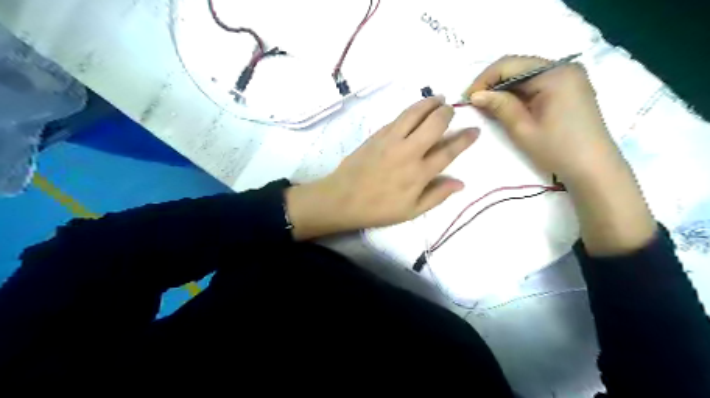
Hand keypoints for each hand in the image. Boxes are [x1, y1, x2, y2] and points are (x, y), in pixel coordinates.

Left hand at [285, 96, 479, 238]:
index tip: (475, 130)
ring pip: (415, 113)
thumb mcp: (411, 211)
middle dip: (447, 113)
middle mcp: (408, 151)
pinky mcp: (377, 135)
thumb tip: (461, 183)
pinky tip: (415, 110)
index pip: (449, 150)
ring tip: (438, 98)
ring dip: (429, 103)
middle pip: (434, 123)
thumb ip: (437, 196)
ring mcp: (391, 140)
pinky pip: (398, 117)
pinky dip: (410, 110)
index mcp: (419, 173)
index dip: (465, 139)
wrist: (342, 199)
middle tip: (451, 110)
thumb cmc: (378, 209)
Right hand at [465, 54, 618, 184]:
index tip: (467, 98)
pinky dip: (518, 93)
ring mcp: (568, 77)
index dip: (484, 80)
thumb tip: (475, 95)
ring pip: (525, 75)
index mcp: (554, 73)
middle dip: (493, 83)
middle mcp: (563, 67)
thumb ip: (499, 106)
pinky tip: (507, 107)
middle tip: (475, 103)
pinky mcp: (569, 88)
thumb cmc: (557, 149)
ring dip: (504, 89)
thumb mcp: (523, 128)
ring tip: (487, 107)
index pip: (509, 65)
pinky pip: (536, 84)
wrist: (593, 168)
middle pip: (518, 67)